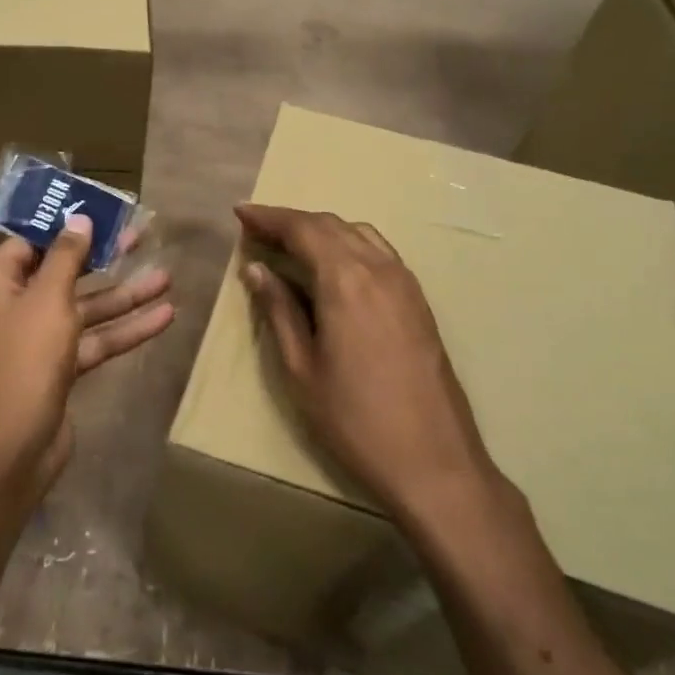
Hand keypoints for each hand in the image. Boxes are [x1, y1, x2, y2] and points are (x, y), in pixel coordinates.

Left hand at [0, 215, 175, 496]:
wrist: (18, 443)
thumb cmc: (27, 358)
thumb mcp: (50, 298)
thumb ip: (67, 257)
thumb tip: (78, 220)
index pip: (31, 242)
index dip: (64, 226)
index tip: (99, 212)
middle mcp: (16, 305)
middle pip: (65, 273)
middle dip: (104, 258)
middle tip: (140, 236)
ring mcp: (39, 338)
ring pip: (86, 308)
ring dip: (124, 296)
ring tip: (166, 278)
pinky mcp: (61, 366)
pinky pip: (95, 339)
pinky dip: (125, 329)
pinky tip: (164, 318)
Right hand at [235, 204, 502, 521]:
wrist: (433, 461)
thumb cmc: (354, 420)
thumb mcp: (302, 368)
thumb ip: (279, 310)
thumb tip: (256, 268)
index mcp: (346, 280)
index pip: (303, 229)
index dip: (269, 217)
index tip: (240, 213)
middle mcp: (379, 269)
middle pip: (331, 225)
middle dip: (292, 221)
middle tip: (258, 229)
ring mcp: (406, 283)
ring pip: (359, 234)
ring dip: (322, 230)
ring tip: (291, 244)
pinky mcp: (419, 302)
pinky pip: (379, 253)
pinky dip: (348, 245)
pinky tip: (333, 267)